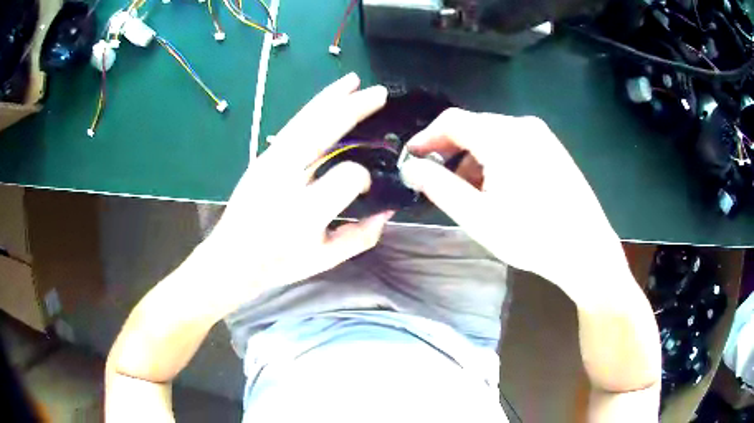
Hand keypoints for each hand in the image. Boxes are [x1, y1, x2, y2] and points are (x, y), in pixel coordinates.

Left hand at [201, 73, 390, 313]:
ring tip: (352, 80)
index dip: (365, 179)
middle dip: (355, 108)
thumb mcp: (325, 259)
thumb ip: (360, 237)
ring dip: (331, 97)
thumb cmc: (278, 263)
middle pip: (323, 130)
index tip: (367, 189)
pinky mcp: (262, 157)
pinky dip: (312, 109)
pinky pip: (292, 126)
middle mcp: (286, 179)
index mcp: (305, 212)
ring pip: (305, 120)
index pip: (348, 177)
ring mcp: (270, 162)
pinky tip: (324, 101)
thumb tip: (387, 210)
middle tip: (380, 93)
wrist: (230, 259)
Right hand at [401, 108, 628, 302]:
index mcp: (503, 136)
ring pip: (493, 136)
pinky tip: (499, 189)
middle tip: (439, 182)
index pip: (452, 121)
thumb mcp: (477, 216)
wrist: (586, 251)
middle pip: (474, 127)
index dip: (427, 138)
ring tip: (471, 193)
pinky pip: (514, 144)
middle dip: (451, 152)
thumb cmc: (531, 236)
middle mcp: (523, 125)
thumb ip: (439, 186)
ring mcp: (542, 136)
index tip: (412, 159)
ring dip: (474, 159)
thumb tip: (411, 166)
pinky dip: (496, 160)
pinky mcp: (553, 149)